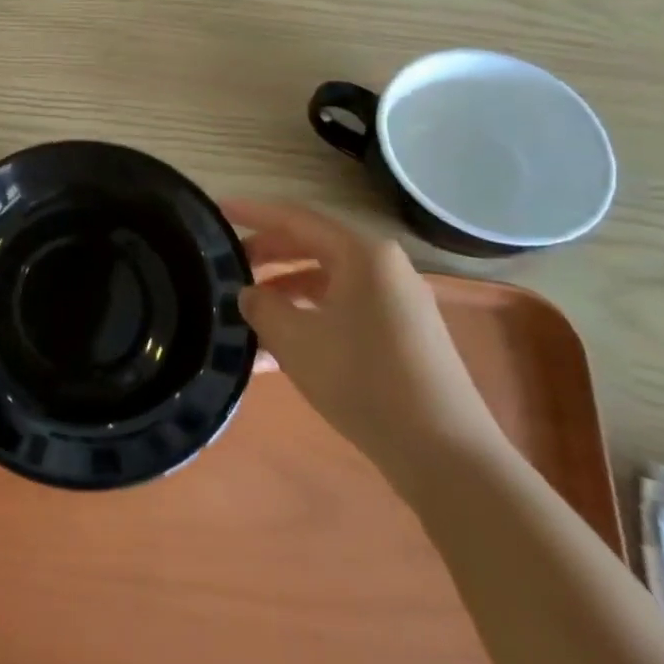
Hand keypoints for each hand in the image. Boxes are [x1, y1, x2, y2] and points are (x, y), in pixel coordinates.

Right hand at [226, 201, 506, 484]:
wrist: (445, 454)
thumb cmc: (364, 382)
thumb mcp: (296, 341)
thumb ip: (262, 307)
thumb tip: (249, 294)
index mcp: (362, 254)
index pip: (295, 219)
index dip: (253, 213)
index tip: (218, 209)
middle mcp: (384, 267)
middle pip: (313, 246)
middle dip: (267, 254)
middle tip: (227, 263)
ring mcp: (397, 302)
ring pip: (327, 282)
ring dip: (285, 292)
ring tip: (246, 311)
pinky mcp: (403, 334)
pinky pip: (344, 309)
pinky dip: (310, 318)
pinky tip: (277, 351)